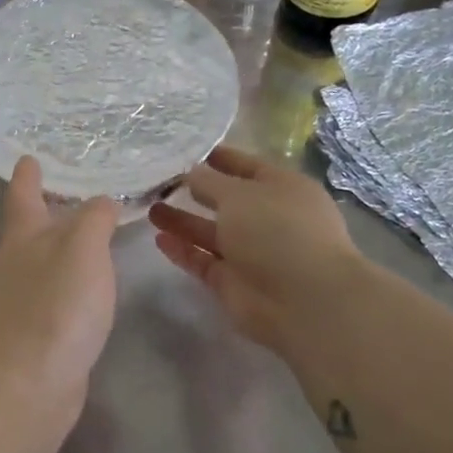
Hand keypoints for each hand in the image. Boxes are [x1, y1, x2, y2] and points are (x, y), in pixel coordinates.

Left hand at [0, 157, 119, 438]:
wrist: (25, 389)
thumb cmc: (54, 309)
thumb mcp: (82, 250)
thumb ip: (94, 219)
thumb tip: (101, 201)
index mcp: (22, 239)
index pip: (23, 194)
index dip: (28, 175)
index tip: (29, 157)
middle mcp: (16, 267)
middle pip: (29, 230)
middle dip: (46, 211)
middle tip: (70, 193)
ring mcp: (21, 305)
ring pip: (42, 265)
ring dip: (60, 249)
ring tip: (87, 237)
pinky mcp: (34, 337)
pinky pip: (54, 298)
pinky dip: (70, 285)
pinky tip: (87, 291)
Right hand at [148, 145, 364, 354]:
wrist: (302, 301)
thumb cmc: (277, 231)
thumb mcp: (239, 194)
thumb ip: (208, 182)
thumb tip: (191, 172)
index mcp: (282, 187)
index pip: (245, 166)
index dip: (217, 158)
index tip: (183, 152)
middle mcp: (269, 218)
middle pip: (226, 200)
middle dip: (195, 191)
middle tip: (158, 182)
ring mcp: (252, 252)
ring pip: (211, 232)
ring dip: (182, 220)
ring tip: (150, 208)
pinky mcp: (234, 282)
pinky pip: (204, 261)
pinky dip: (184, 250)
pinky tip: (159, 239)